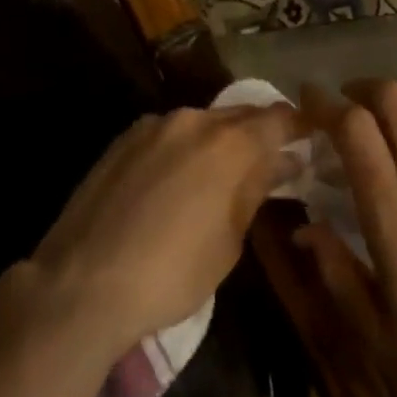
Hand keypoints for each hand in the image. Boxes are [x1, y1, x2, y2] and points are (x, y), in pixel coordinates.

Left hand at [28, 104, 300, 354]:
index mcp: (228, 143)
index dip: (299, 125)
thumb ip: (255, 190)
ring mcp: (154, 124)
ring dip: (218, 141)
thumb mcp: (229, 241)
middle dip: (259, 133)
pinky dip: (184, 148)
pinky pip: (168, 133)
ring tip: (222, 173)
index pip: (278, 119)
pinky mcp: (124, 137)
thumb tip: (282, 162)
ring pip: (201, 122)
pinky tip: (177, 179)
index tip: (313, 135)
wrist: (84, 280)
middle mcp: (194, 120)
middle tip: (272, 159)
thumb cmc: (172, 272)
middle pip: (239, 116)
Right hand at [296, 81, 396, 396]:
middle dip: (363, 90)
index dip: (325, 103)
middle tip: (350, 107)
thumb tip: (304, 227)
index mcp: (395, 220)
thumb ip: (335, 272)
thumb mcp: (374, 337)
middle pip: (395, 97)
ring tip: (393, 120)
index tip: (309, 98)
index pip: (355, 130)